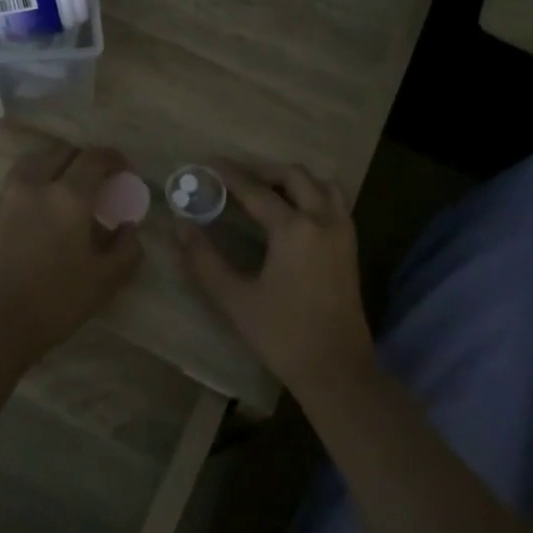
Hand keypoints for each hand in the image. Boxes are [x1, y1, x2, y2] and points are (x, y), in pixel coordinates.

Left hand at [0, 144, 143, 360]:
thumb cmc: (55, 302)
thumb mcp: (105, 280)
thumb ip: (126, 248)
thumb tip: (129, 227)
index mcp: (68, 197)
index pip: (94, 158)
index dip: (113, 158)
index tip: (124, 170)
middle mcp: (36, 186)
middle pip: (62, 153)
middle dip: (84, 159)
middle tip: (97, 179)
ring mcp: (8, 197)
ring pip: (35, 163)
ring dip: (55, 166)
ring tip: (66, 186)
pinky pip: (17, 183)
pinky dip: (35, 183)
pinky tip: (42, 209)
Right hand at [178, 162, 373, 398]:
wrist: (336, 369)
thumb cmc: (282, 335)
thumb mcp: (235, 299)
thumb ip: (204, 260)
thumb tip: (181, 227)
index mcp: (294, 229)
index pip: (257, 191)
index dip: (231, 175)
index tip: (211, 162)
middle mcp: (322, 220)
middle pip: (295, 176)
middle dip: (264, 171)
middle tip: (238, 179)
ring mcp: (342, 232)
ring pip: (322, 185)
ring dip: (294, 180)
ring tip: (268, 191)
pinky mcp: (350, 247)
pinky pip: (335, 203)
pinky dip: (314, 194)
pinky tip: (295, 212)